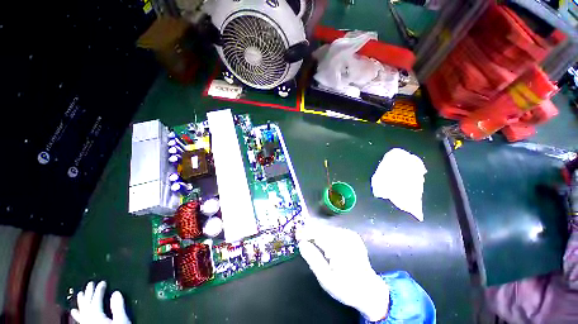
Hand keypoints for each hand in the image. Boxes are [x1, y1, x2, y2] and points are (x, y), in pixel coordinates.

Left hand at [71, 281, 130, 323]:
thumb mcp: (121, 320)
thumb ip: (118, 307)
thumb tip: (116, 292)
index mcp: (96, 316)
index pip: (96, 300)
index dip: (99, 290)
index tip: (103, 282)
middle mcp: (88, 319)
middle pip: (86, 305)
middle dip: (88, 294)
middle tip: (90, 283)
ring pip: (81, 311)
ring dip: (81, 302)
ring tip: (80, 294)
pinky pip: (80, 319)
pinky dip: (77, 314)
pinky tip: (74, 311)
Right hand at [298, 225, 389, 320]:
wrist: (369, 291)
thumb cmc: (346, 288)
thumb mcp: (326, 279)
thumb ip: (312, 259)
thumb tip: (301, 243)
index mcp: (339, 246)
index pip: (317, 233)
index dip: (305, 232)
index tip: (296, 235)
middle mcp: (345, 236)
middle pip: (322, 229)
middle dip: (310, 233)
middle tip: (301, 239)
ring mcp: (350, 234)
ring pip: (327, 229)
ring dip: (318, 234)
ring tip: (310, 242)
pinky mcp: (352, 235)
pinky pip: (333, 231)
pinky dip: (325, 235)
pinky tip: (323, 244)